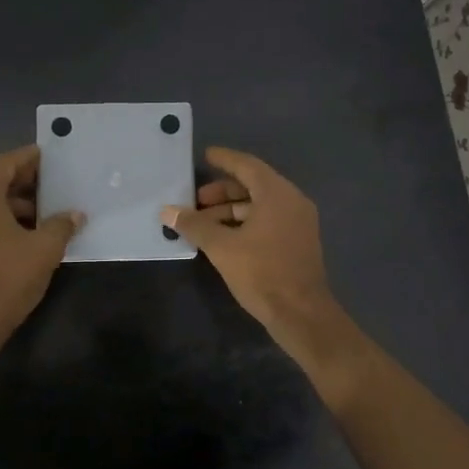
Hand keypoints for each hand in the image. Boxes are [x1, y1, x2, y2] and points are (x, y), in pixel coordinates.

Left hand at [0, 144, 81, 335]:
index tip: (48, 157)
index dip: (28, 158)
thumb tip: (74, 215)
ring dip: (9, 201)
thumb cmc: (6, 278)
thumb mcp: (44, 249)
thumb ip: (61, 226)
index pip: (4, 163)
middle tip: (48, 184)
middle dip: (20, 180)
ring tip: (40, 212)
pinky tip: (21, 233)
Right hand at [162, 147, 348, 357]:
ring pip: (260, 206)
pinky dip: (245, 223)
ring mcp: (298, 222)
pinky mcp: (298, 242)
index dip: (225, 159)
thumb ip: (194, 225)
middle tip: (196, 201)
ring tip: (203, 224)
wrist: (301, 313)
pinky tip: (223, 238)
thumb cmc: (261, 273)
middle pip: (253, 185)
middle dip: (222, 192)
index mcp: (277, 194)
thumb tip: (167, 211)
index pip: (247, 165)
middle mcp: (292, 201)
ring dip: (231, 211)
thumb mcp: (221, 247)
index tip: (205, 155)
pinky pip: (268, 220)